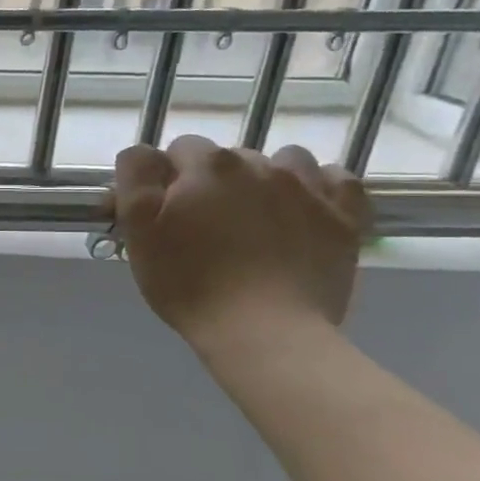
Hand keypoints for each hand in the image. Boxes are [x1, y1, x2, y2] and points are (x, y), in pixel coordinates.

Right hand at [111, 136, 370, 347]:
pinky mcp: (344, 216)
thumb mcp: (138, 231)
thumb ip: (135, 180)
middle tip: (202, 226)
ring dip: (264, 179)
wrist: (265, 331)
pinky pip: (335, 179)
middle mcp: (258, 164)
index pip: (177, 149)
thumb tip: (144, 155)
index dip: (166, 179)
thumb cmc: (189, 283)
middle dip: (212, 182)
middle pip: (227, 157)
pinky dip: (317, 188)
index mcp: (205, 166)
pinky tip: (302, 210)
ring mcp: (307, 188)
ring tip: (253, 217)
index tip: (163, 212)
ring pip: (281, 161)